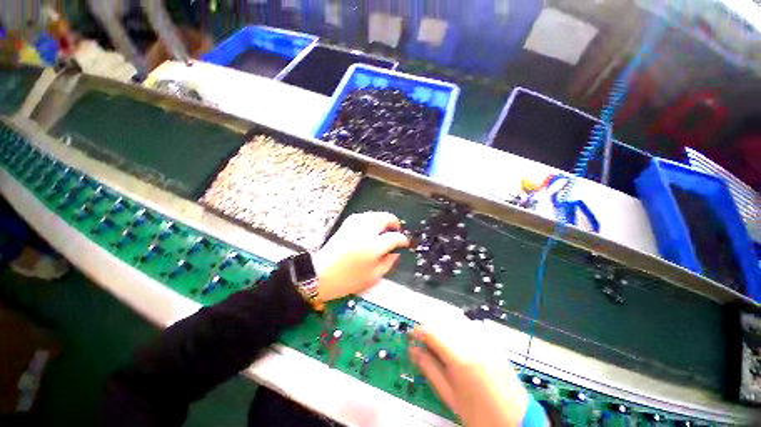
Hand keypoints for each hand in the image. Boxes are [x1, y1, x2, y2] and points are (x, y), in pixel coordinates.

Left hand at [313, 212, 408, 301]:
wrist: (320, 274)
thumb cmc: (347, 280)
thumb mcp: (372, 277)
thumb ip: (388, 263)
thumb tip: (396, 252)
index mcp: (372, 248)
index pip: (394, 237)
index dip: (402, 239)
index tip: (404, 243)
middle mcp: (364, 232)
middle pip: (384, 218)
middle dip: (394, 222)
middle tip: (396, 230)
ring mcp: (354, 226)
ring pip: (374, 214)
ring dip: (383, 218)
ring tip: (386, 228)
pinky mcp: (346, 224)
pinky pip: (363, 215)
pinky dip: (371, 218)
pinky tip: (372, 226)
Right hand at [410, 323, 532, 426]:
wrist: (516, 421)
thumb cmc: (479, 414)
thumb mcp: (449, 396)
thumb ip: (429, 369)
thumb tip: (413, 350)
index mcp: (461, 358)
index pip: (432, 332)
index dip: (418, 331)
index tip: (411, 336)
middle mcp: (472, 341)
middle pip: (442, 320)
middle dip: (428, 326)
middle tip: (423, 341)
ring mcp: (484, 338)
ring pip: (454, 318)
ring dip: (441, 324)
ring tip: (437, 340)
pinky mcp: (491, 339)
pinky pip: (467, 324)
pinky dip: (455, 327)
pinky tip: (454, 341)